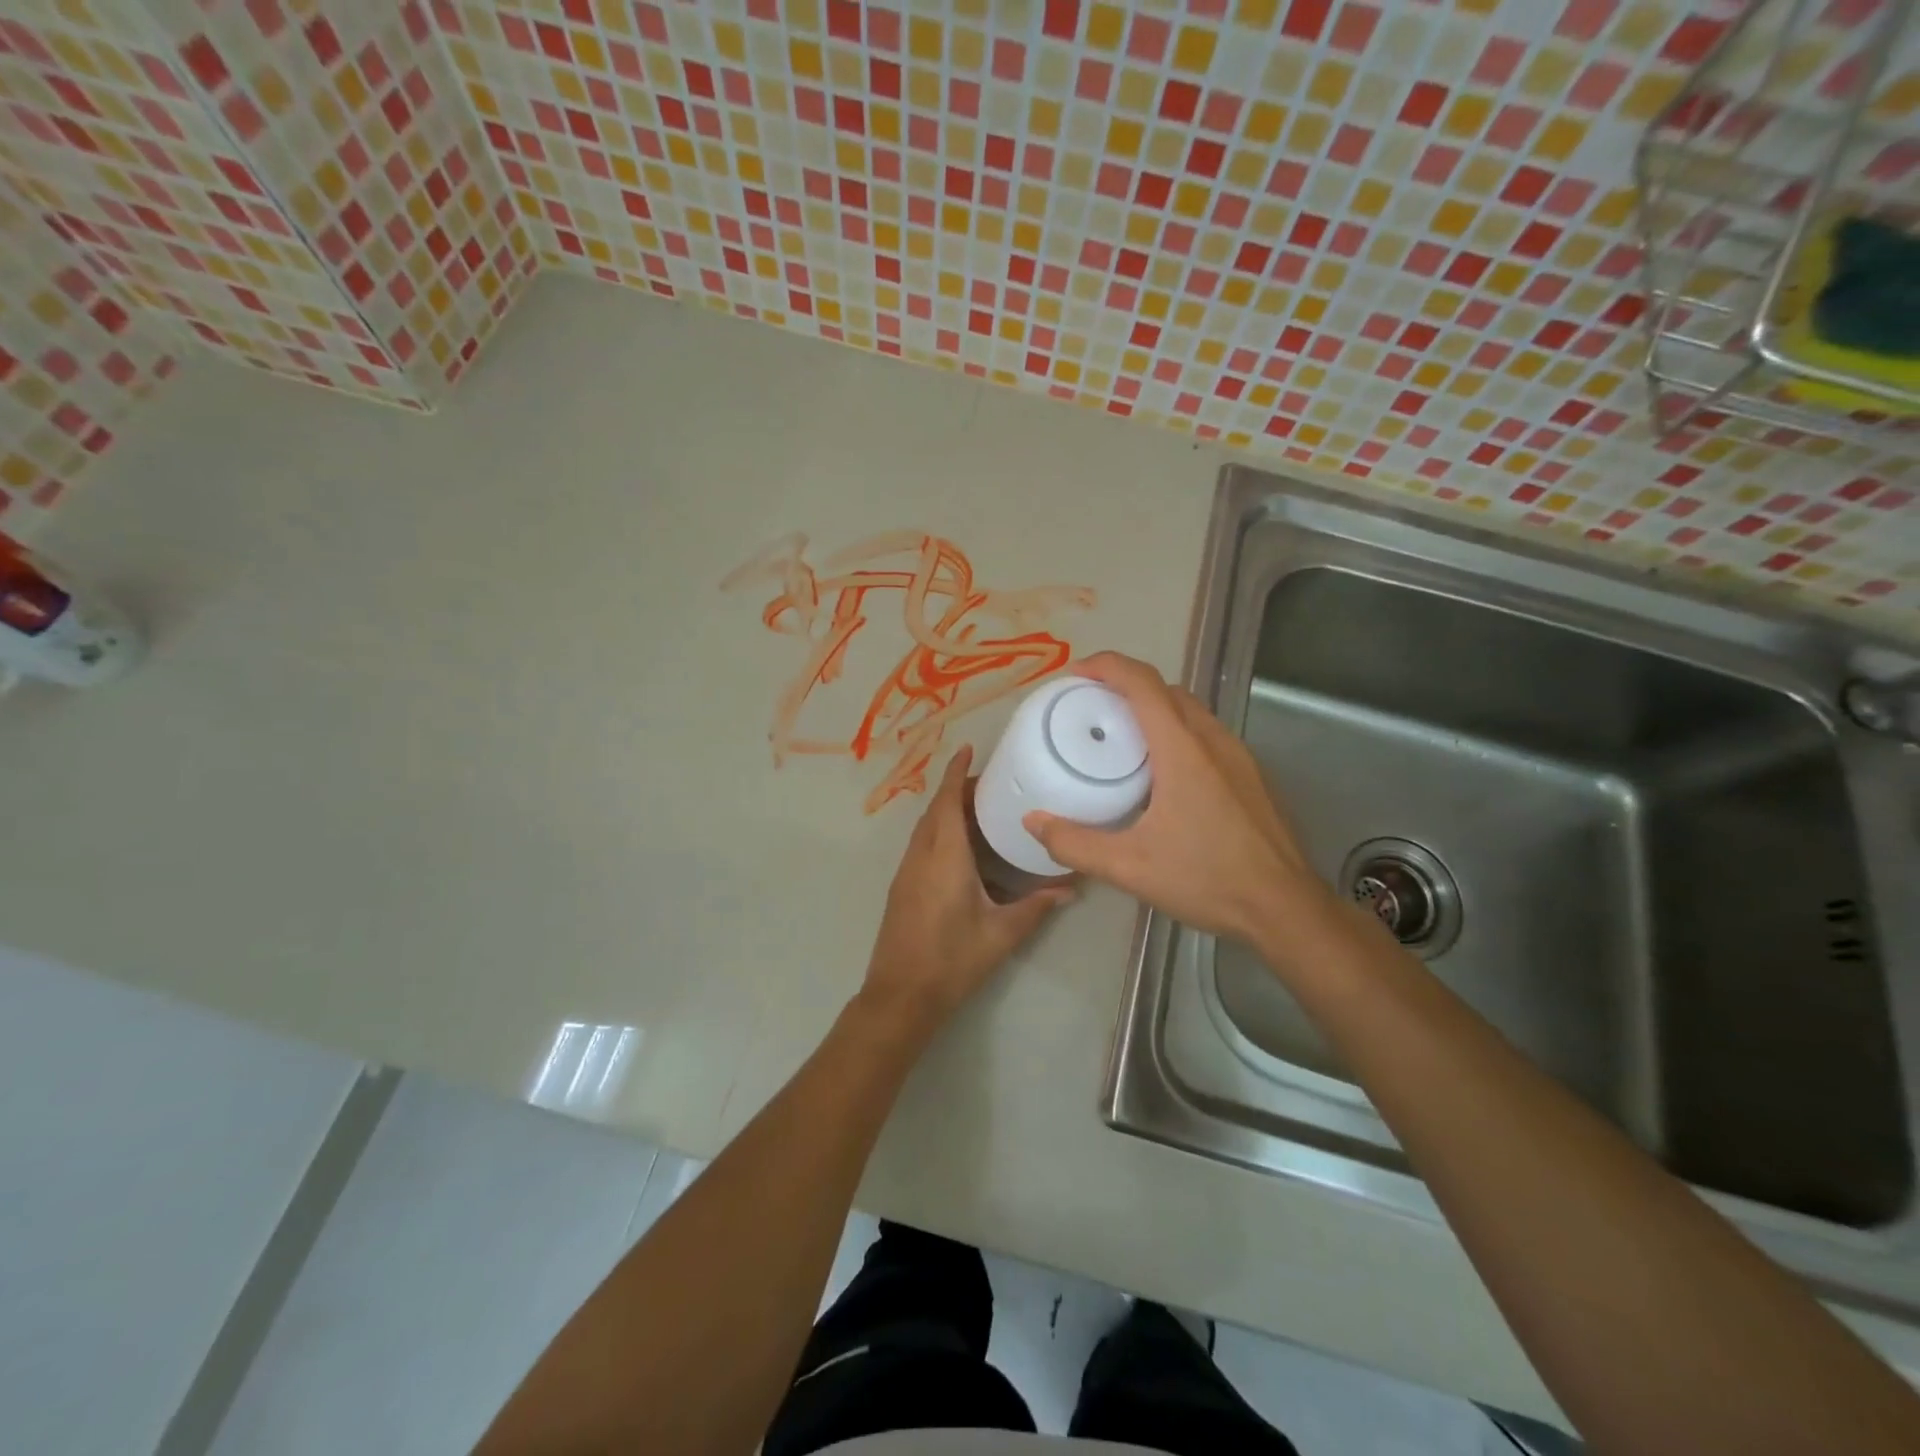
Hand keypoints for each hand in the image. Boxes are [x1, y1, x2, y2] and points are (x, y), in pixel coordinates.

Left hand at [858, 745, 1071, 1038]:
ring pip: (925, 827)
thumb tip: (1069, 889)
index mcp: (944, 857)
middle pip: (936, 810)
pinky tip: (962, 848)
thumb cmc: (952, 960)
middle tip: (991, 784)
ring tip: (980, 810)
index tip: (967, 748)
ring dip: (947, 811)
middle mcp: (920, 856)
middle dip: (957, 790)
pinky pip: (921, 844)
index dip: (955, 772)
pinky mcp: (901, 887)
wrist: (900, 996)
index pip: (947, 802)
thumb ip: (1035, 908)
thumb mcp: (1000, 934)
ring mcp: (906, 871)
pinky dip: (939, 831)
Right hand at [1023, 652, 1324, 948]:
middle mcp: (1213, 740)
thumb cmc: (1207, 878)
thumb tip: (1033, 821)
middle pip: (1166, 690)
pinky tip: (1163, 773)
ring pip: (1190, 711)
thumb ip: (1075, 843)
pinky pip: (1207, 735)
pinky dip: (1177, 731)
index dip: (1106, 666)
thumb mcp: (1130, 867)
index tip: (1074, 673)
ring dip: (1154, 708)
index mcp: (1182, 749)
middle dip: (1125, 685)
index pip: (1142, 683)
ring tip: (1122, 736)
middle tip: (1090, 707)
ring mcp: (1238, 756)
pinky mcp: (1251, 776)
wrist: (1285, 908)